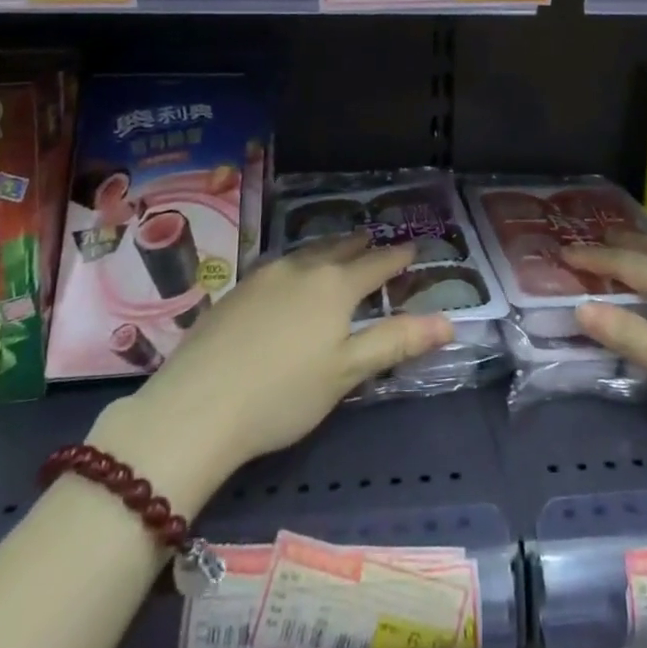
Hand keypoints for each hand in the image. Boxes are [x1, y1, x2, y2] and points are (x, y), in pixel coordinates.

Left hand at [120, 234, 454, 471]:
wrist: (197, 407)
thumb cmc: (284, 395)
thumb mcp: (348, 373)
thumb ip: (397, 341)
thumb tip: (449, 321)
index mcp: (335, 286)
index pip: (377, 264)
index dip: (398, 257)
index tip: (413, 248)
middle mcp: (301, 269)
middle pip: (339, 249)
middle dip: (360, 245)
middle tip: (374, 240)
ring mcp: (263, 277)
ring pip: (305, 252)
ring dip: (327, 248)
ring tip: (336, 248)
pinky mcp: (235, 291)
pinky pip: (277, 265)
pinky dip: (296, 264)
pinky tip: (288, 276)